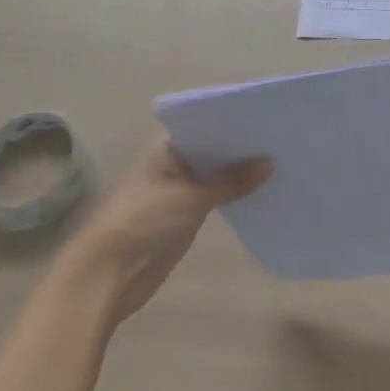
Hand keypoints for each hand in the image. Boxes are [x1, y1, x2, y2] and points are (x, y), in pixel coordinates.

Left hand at [65, 137, 270, 325]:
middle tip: (281, 135)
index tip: (267, 114)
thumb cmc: (143, 222)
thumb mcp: (191, 198)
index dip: (234, 118)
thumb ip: (231, 181)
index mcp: (167, 145)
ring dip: (239, 170)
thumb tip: (270, 163)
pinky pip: (214, 195)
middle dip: (241, 145)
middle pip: (212, 146)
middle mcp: (173, 160)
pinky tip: (262, 188)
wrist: (107, 276)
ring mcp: (178, 187)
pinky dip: (233, 192)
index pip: (206, 121)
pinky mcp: (183, 213)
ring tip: (280, 158)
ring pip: (215, 172)